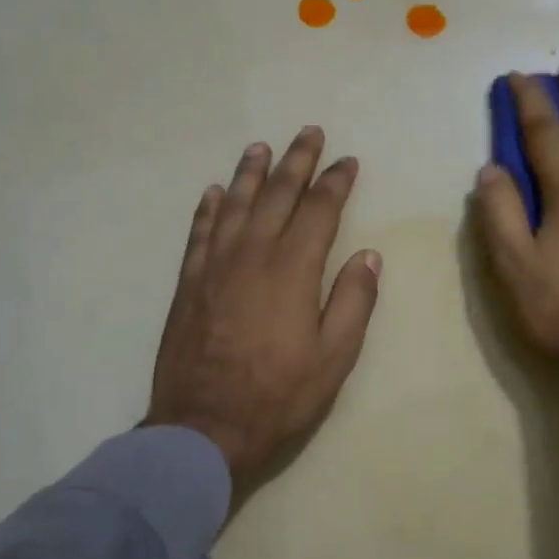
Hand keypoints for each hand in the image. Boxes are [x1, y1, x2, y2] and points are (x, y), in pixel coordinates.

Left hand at [147, 127, 381, 505]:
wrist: (204, 426)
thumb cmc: (278, 394)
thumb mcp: (334, 356)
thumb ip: (353, 301)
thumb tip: (369, 255)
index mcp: (293, 269)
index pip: (319, 210)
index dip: (336, 182)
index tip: (348, 162)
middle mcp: (252, 254)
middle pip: (277, 194)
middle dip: (297, 161)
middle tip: (309, 133)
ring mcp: (215, 266)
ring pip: (234, 204)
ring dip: (250, 173)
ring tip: (261, 147)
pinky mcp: (189, 283)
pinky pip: (199, 232)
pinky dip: (209, 208)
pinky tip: (214, 192)